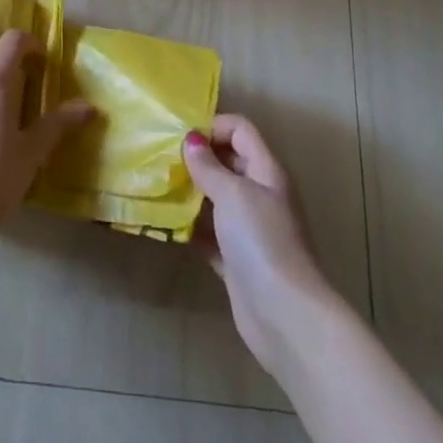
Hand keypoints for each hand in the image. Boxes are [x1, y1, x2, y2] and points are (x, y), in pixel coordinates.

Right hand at [183, 114, 333, 374]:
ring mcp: (249, 230)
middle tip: (162, 159)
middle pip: (228, 163)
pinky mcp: (236, 261)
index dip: (214, 126)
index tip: (182, 136)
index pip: (241, 131)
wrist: (285, 315)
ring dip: (191, 193)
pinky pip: (210, 235)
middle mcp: (260, 196)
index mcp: (266, 172)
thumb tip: (191, 140)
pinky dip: (191, 228)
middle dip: (197, 159)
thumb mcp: (232, 193)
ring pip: (216, 199)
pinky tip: (165, 225)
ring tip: (158, 187)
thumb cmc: (261, 241)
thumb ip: (209, 166)